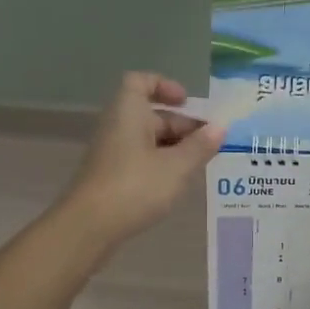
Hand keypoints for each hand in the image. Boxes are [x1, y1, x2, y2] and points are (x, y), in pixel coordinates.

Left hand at [59, 72, 226, 246]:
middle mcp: (117, 125)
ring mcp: (111, 152)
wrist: (89, 226)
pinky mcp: (110, 176)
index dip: (164, 86)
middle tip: (209, 144)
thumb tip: (220, 127)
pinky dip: (160, 163)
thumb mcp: (177, 166)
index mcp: (128, 111)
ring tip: (199, 164)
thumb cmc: (135, 186)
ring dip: (174, 147)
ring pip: (147, 139)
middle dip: (181, 125)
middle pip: (150, 114)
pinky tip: (177, 182)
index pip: (141, 82)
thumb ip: (200, 146)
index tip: (187, 102)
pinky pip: (139, 158)